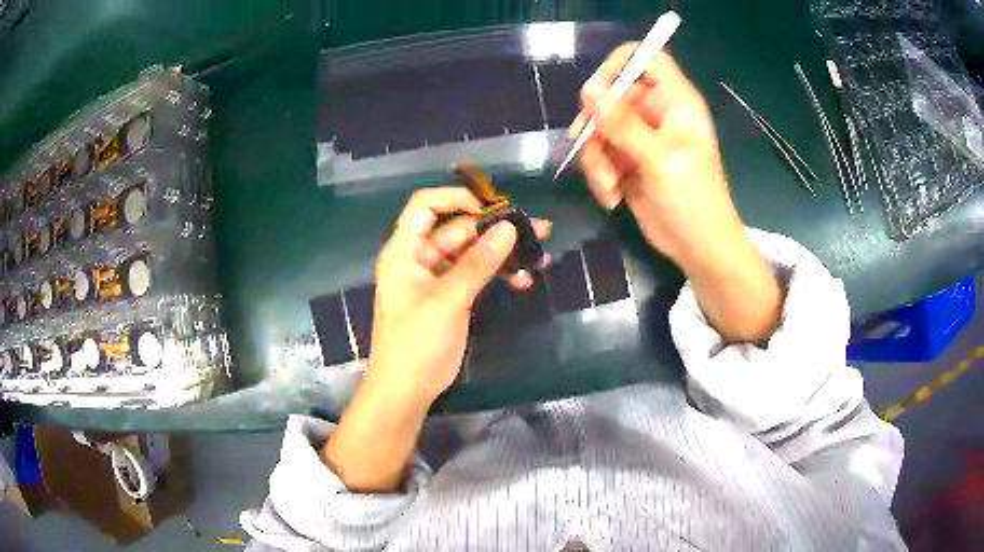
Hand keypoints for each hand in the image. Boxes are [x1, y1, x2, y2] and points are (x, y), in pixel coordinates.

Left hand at [368, 187, 550, 403]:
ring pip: (473, 252)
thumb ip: (478, 263)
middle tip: (536, 228)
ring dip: (503, 252)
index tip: (492, 206)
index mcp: (405, 250)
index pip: (426, 205)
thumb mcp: (447, 299)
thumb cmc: (416, 341)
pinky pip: (478, 275)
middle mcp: (420, 257)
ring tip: (540, 253)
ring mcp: (438, 278)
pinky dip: (499, 274)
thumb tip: (509, 228)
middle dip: (495, 228)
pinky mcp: (453, 297)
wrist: (407, 388)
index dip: (456, 198)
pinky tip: (525, 279)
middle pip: (458, 228)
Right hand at [572, 45, 781, 343]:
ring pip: (597, 128)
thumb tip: (589, 88)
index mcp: (674, 101)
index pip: (644, 58)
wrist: (697, 248)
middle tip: (592, 148)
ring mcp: (638, 136)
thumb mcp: (660, 159)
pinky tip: (613, 197)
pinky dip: (599, 175)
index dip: (618, 66)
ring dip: (596, 159)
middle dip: (596, 126)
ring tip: (610, 186)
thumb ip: (623, 123)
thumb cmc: (693, 201)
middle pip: (610, 95)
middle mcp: (654, 112)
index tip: (597, 93)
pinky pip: (598, 154)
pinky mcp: (626, 160)